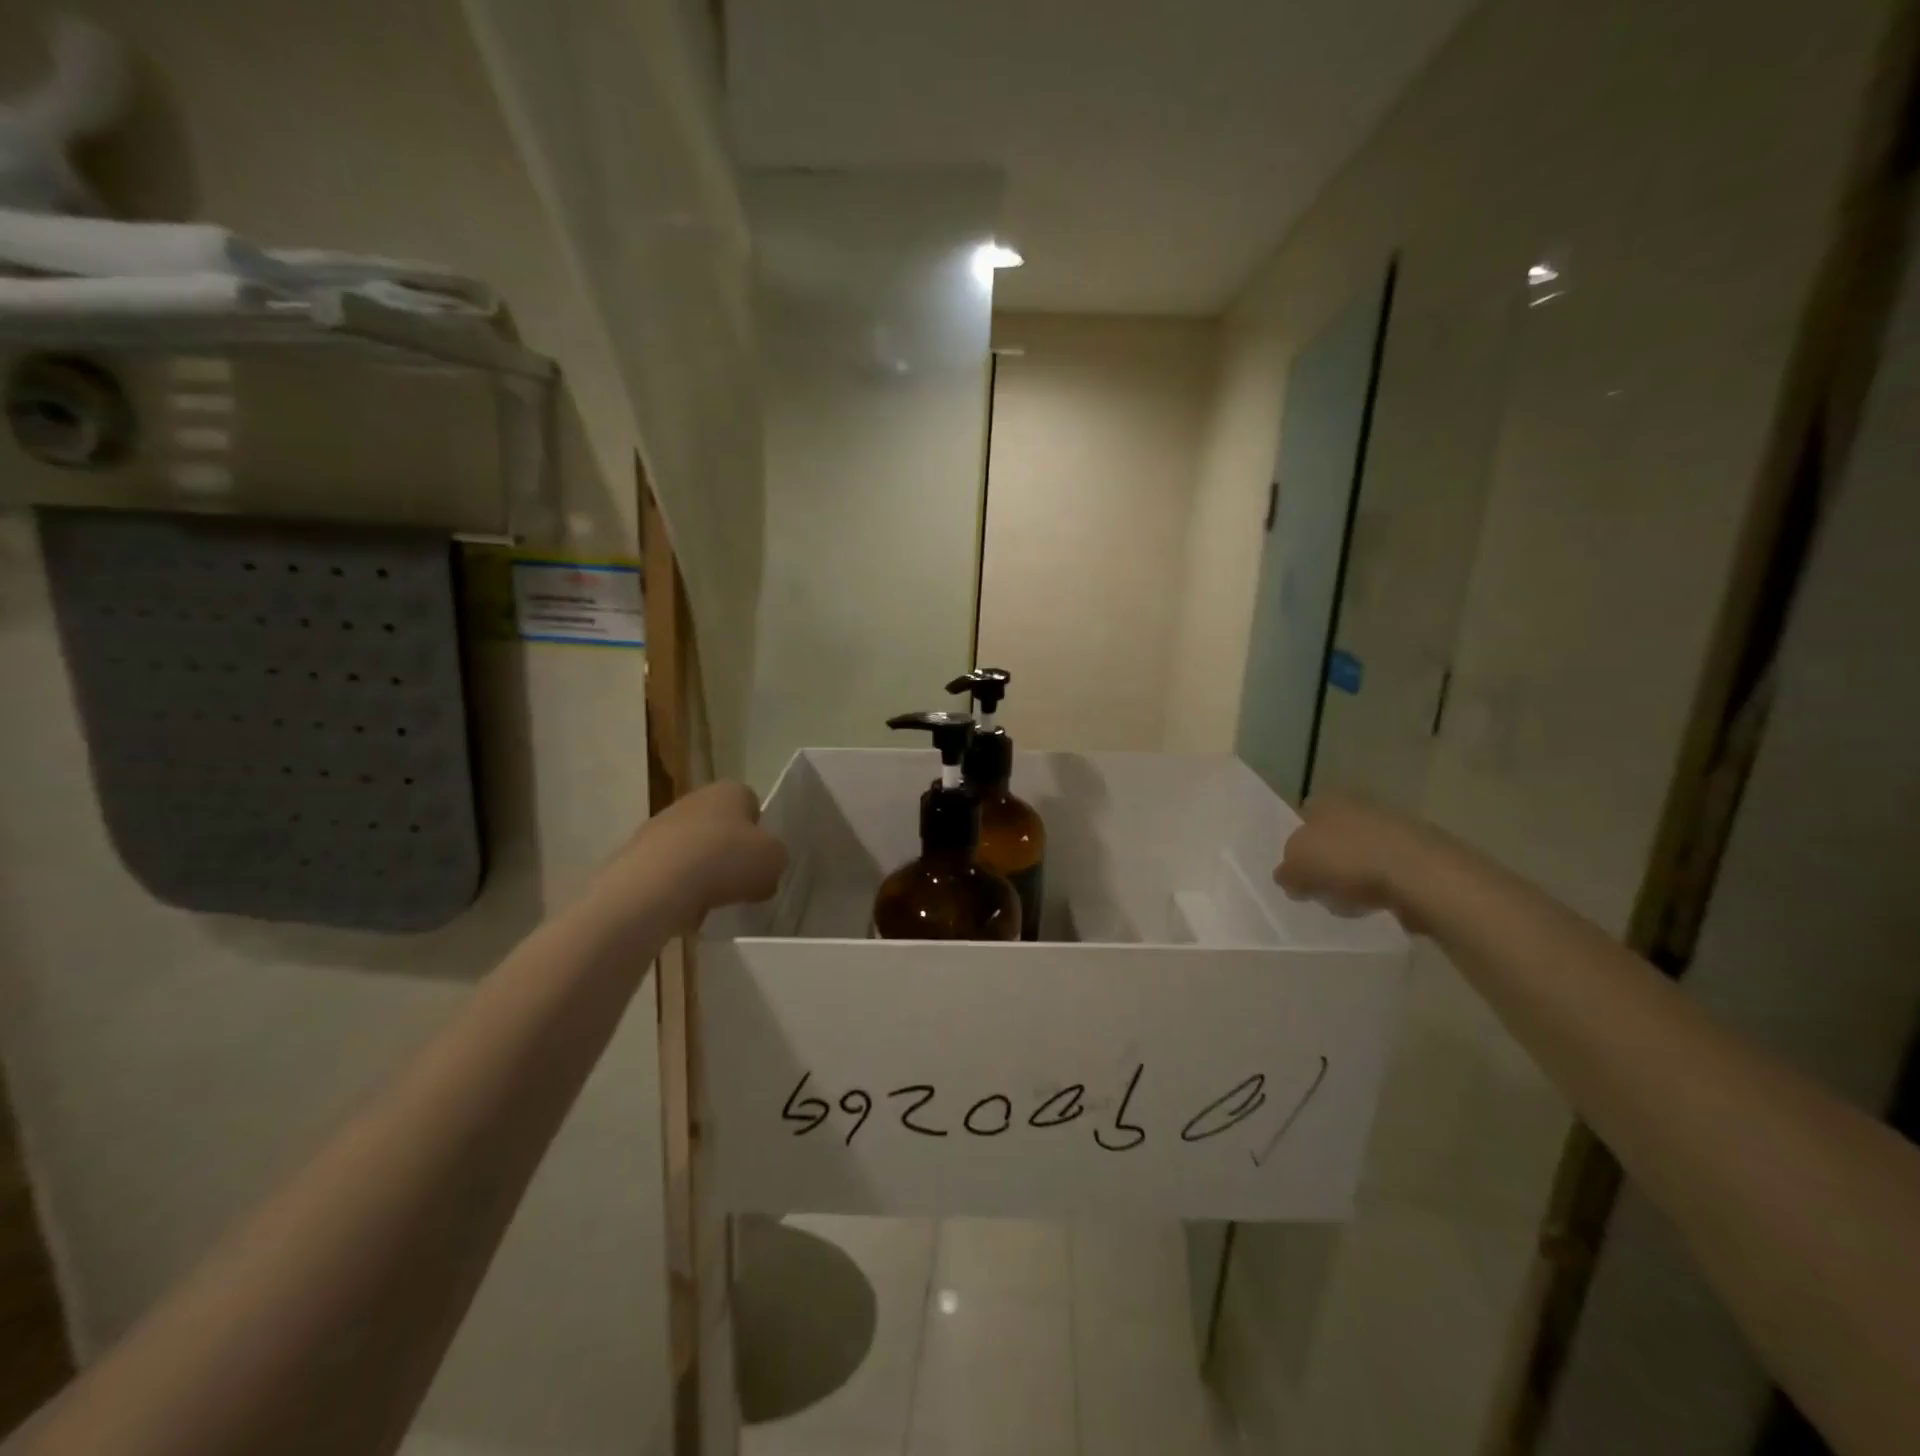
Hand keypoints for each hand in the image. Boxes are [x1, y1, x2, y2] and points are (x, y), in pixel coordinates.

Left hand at [599, 781, 787, 936]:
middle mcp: (693, 799)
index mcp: (730, 790)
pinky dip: (678, 890)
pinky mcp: (636, 856)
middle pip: (721, 827)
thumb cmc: (724, 861)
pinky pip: (669, 873)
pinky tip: (684, 909)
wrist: (654, 887)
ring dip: (703, 872)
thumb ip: (776, 858)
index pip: (752, 804)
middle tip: (741, 883)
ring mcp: (660, 826)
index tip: (761, 859)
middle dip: (730, 853)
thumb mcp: (774, 860)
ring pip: (693, 850)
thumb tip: (764, 868)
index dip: (760, 832)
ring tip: (712, 902)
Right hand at [1273, 794, 1434, 932]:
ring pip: (1360, 855)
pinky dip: (1381, 887)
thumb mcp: (1296, 868)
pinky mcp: (1419, 852)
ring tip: (1349, 903)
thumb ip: (1286, 872)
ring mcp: (1393, 826)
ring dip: (1353, 877)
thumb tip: (1287, 876)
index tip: (1296, 872)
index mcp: (1327, 800)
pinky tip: (1377, 905)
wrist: (1420, 874)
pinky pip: (1388, 872)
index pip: (1302, 818)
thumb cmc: (1347, 860)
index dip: (1296, 845)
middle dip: (1326, 862)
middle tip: (1319, 889)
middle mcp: (1359, 805)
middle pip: (1332, 837)